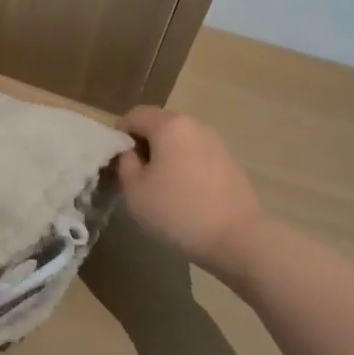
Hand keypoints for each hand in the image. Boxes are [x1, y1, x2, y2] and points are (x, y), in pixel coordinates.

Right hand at [116, 106, 264, 283]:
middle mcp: (194, 125)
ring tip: (159, 183)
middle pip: (159, 123)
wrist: (238, 239)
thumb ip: (125, 163)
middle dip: (143, 142)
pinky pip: (196, 153)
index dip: (119, 134)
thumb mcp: (134, 190)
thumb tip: (131, 153)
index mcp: (169, 125)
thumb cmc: (177, 211)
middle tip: (134, 172)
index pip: (134, 116)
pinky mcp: (229, 162)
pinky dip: (184, 164)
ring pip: (179, 139)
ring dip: (165, 153)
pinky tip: (183, 191)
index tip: (115, 160)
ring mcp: (216, 142)